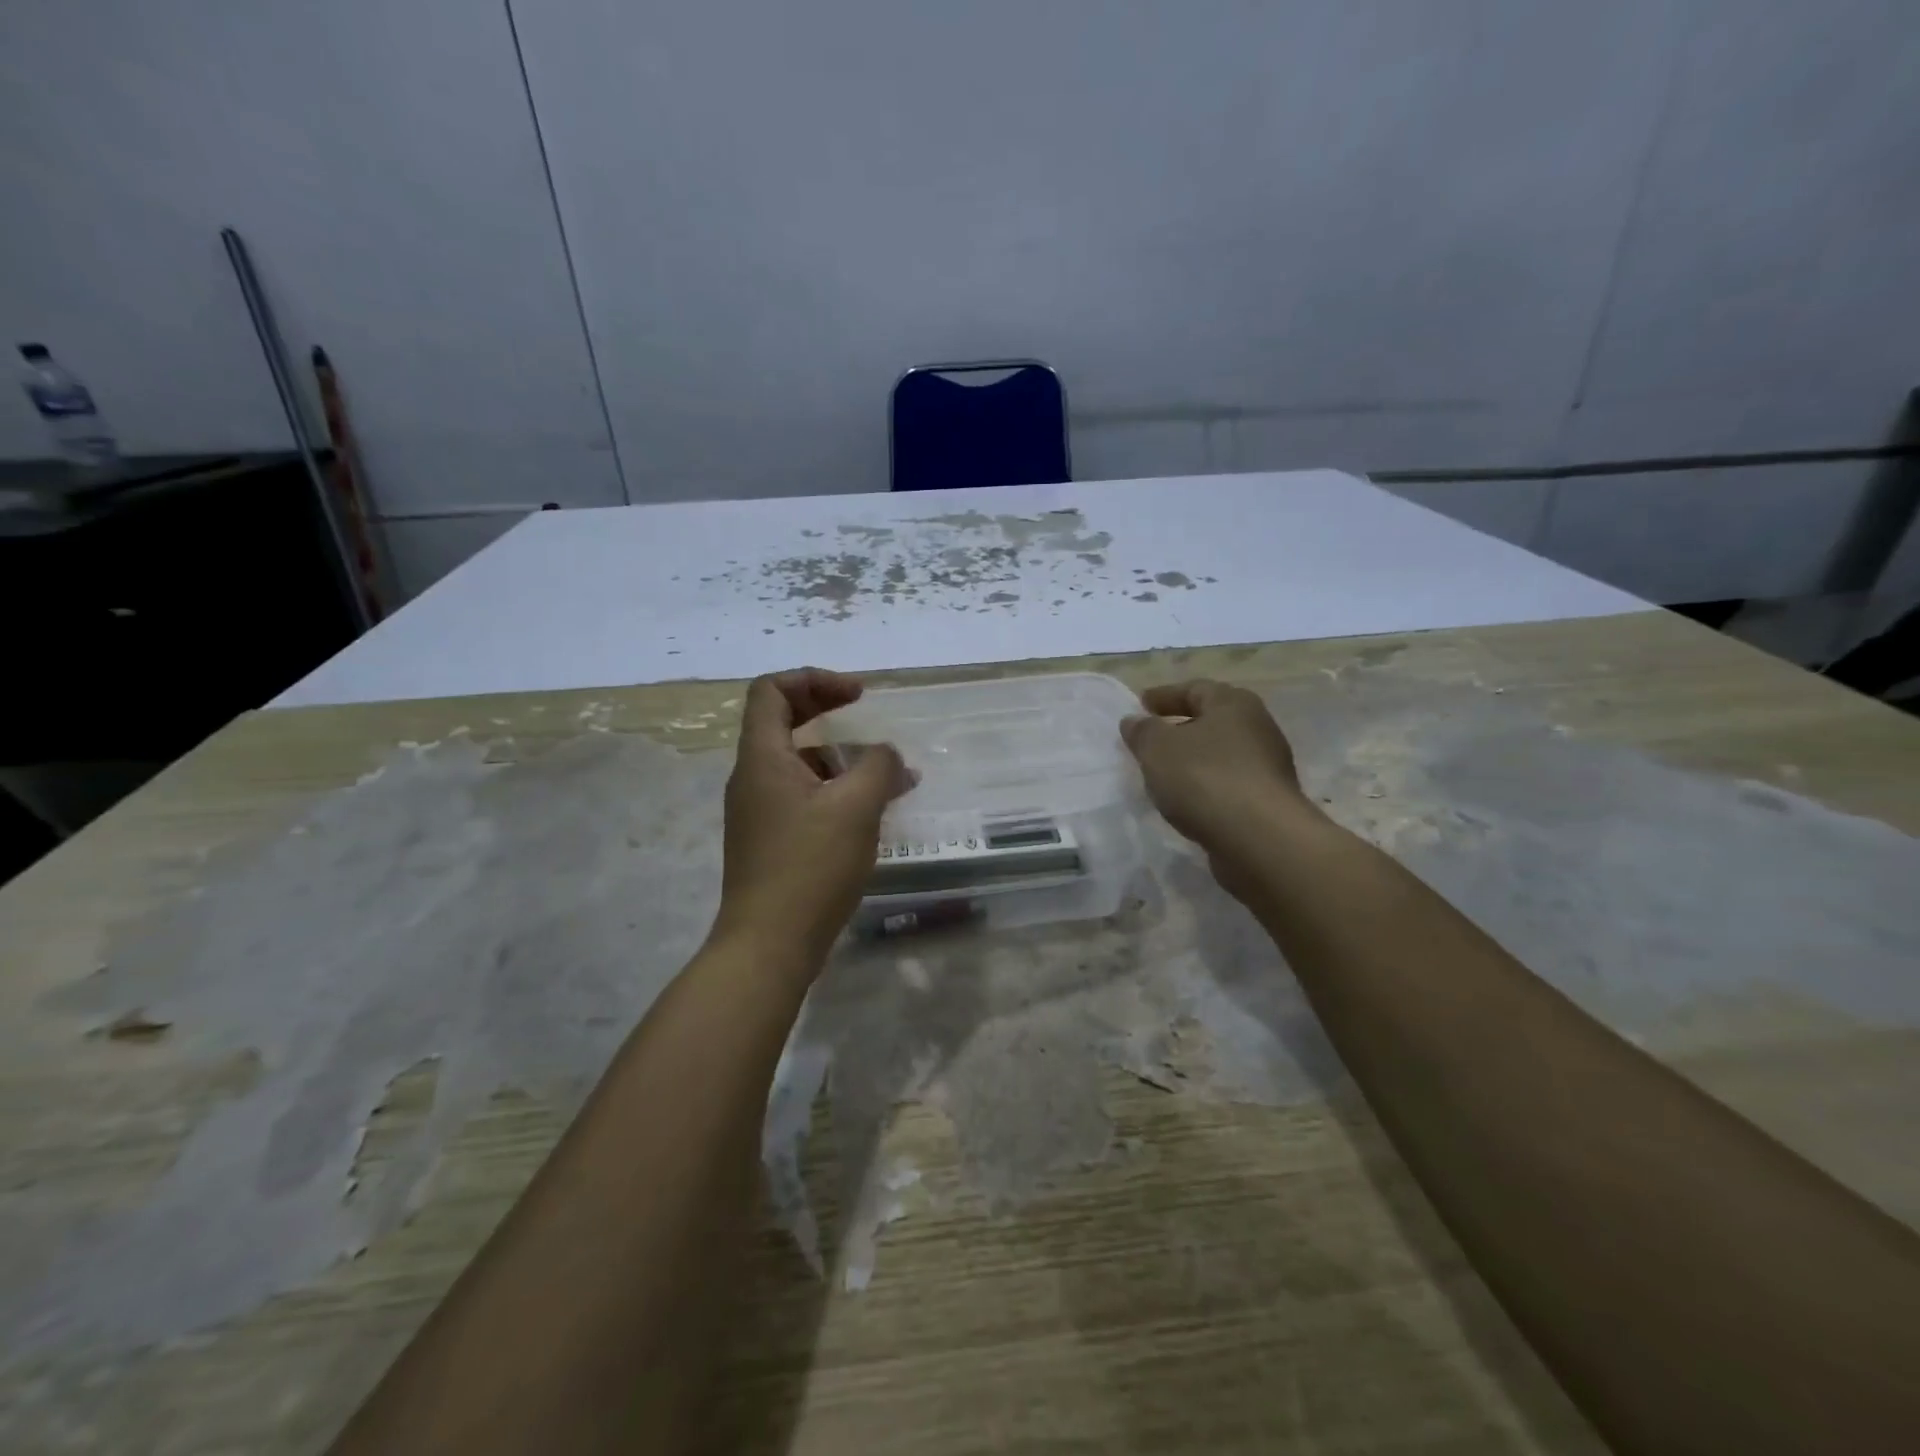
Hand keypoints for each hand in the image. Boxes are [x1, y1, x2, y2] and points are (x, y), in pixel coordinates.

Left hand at [712, 668, 911, 967]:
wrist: (769, 945)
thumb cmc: (810, 867)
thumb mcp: (856, 807)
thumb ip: (878, 766)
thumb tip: (886, 754)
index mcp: (763, 758)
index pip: (772, 691)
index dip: (814, 680)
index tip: (857, 695)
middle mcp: (753, 777)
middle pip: (783, 721)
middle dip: (828, 710)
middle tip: (866, 713)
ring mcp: (759, 811)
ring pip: (799, 763)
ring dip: (841, 758)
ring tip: (889, 776)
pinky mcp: (771, 840)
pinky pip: (804, 797)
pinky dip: (836, 791)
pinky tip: (873, 813)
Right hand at [1119, 681, 1314, 854]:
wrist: (1259, 838)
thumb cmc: (1204, 777)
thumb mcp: (1157, 748)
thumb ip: (1142, 731)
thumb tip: (1134, 721)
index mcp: (1233, 704)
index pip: (1195, 689)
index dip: (1165, 695)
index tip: (1140, 705)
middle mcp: (1257, 728)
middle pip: (1212, 722)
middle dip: (1180, 729)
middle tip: (1150, 740)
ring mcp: (1266, 767)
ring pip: (1220, 756)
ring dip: (1192, 761)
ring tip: (1162, 775)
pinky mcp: (1266, 802)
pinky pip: (1227, 785)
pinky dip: (1205, 787)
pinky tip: (1185, 802)